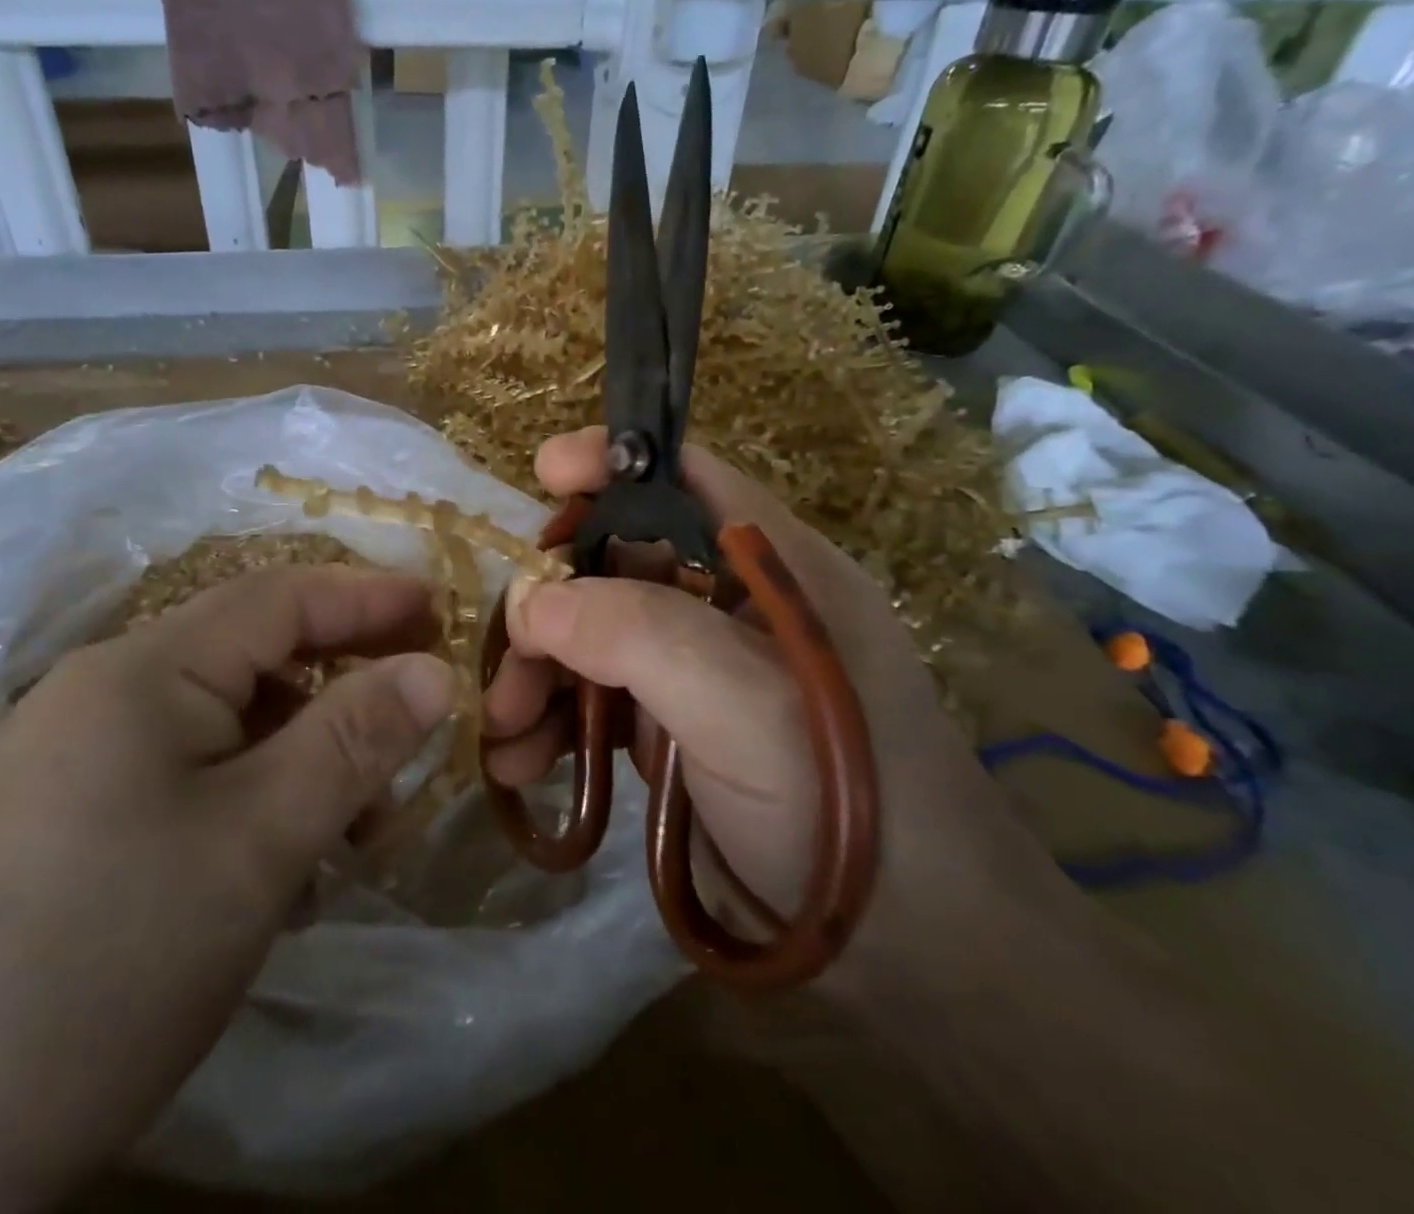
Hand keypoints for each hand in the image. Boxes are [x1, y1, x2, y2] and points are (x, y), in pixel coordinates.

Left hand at [0, 567, 453, 1213]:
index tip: (445, 607)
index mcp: (139, 671)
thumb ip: (354, 739)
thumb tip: (436, 671)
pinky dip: (255, 793)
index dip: (368, 595)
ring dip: (304, 752)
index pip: (277, 598)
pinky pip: (190, 770)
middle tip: (419, 709)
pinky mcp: (71, 816)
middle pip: (253, 655)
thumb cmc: (110, 964)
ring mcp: (78, 755)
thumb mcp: (259, 842)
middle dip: (343, 680)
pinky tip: (284, 860)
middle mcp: (102, 692)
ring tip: (359, 825)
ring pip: (227, 719)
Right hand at [484, 429, 1066, 995]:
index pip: (685, 478)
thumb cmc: (846, 800)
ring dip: (538, 673)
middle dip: (549, 604)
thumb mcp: (744, 704)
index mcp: (770, 565)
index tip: (542, 473)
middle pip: (617, 562)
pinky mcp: (677, 728)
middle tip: (504, 664)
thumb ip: (636, 633)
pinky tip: (519, 763)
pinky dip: (554, 722)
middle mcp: (731, 604)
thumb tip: (529, 601)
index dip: (613, 462)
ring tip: (500, 733)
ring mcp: (701, 669)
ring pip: (595, 635)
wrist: (913, 951)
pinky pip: (598, 700)